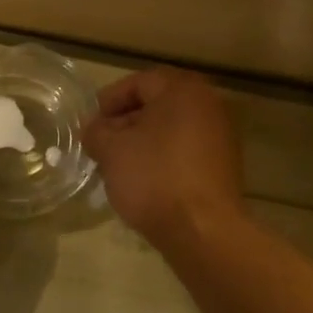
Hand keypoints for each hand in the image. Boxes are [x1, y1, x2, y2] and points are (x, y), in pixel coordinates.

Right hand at [82, 68, 245, 249]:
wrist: (202, 230)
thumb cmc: (154, 177)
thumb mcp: (111, 150)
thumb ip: (96, 131)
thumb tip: (93, 129)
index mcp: (183, 91)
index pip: (139, 82)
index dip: (109, 100)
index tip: (89, 123)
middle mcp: (209, 105)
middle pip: (157, 104)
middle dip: (125, 122)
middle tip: (100, 142)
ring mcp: (221, 136)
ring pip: (171, 129)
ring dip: (142, 141)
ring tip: (116, 164)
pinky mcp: (223, 166)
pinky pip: (184, 151)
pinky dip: (162, 158)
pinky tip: (142, 179)